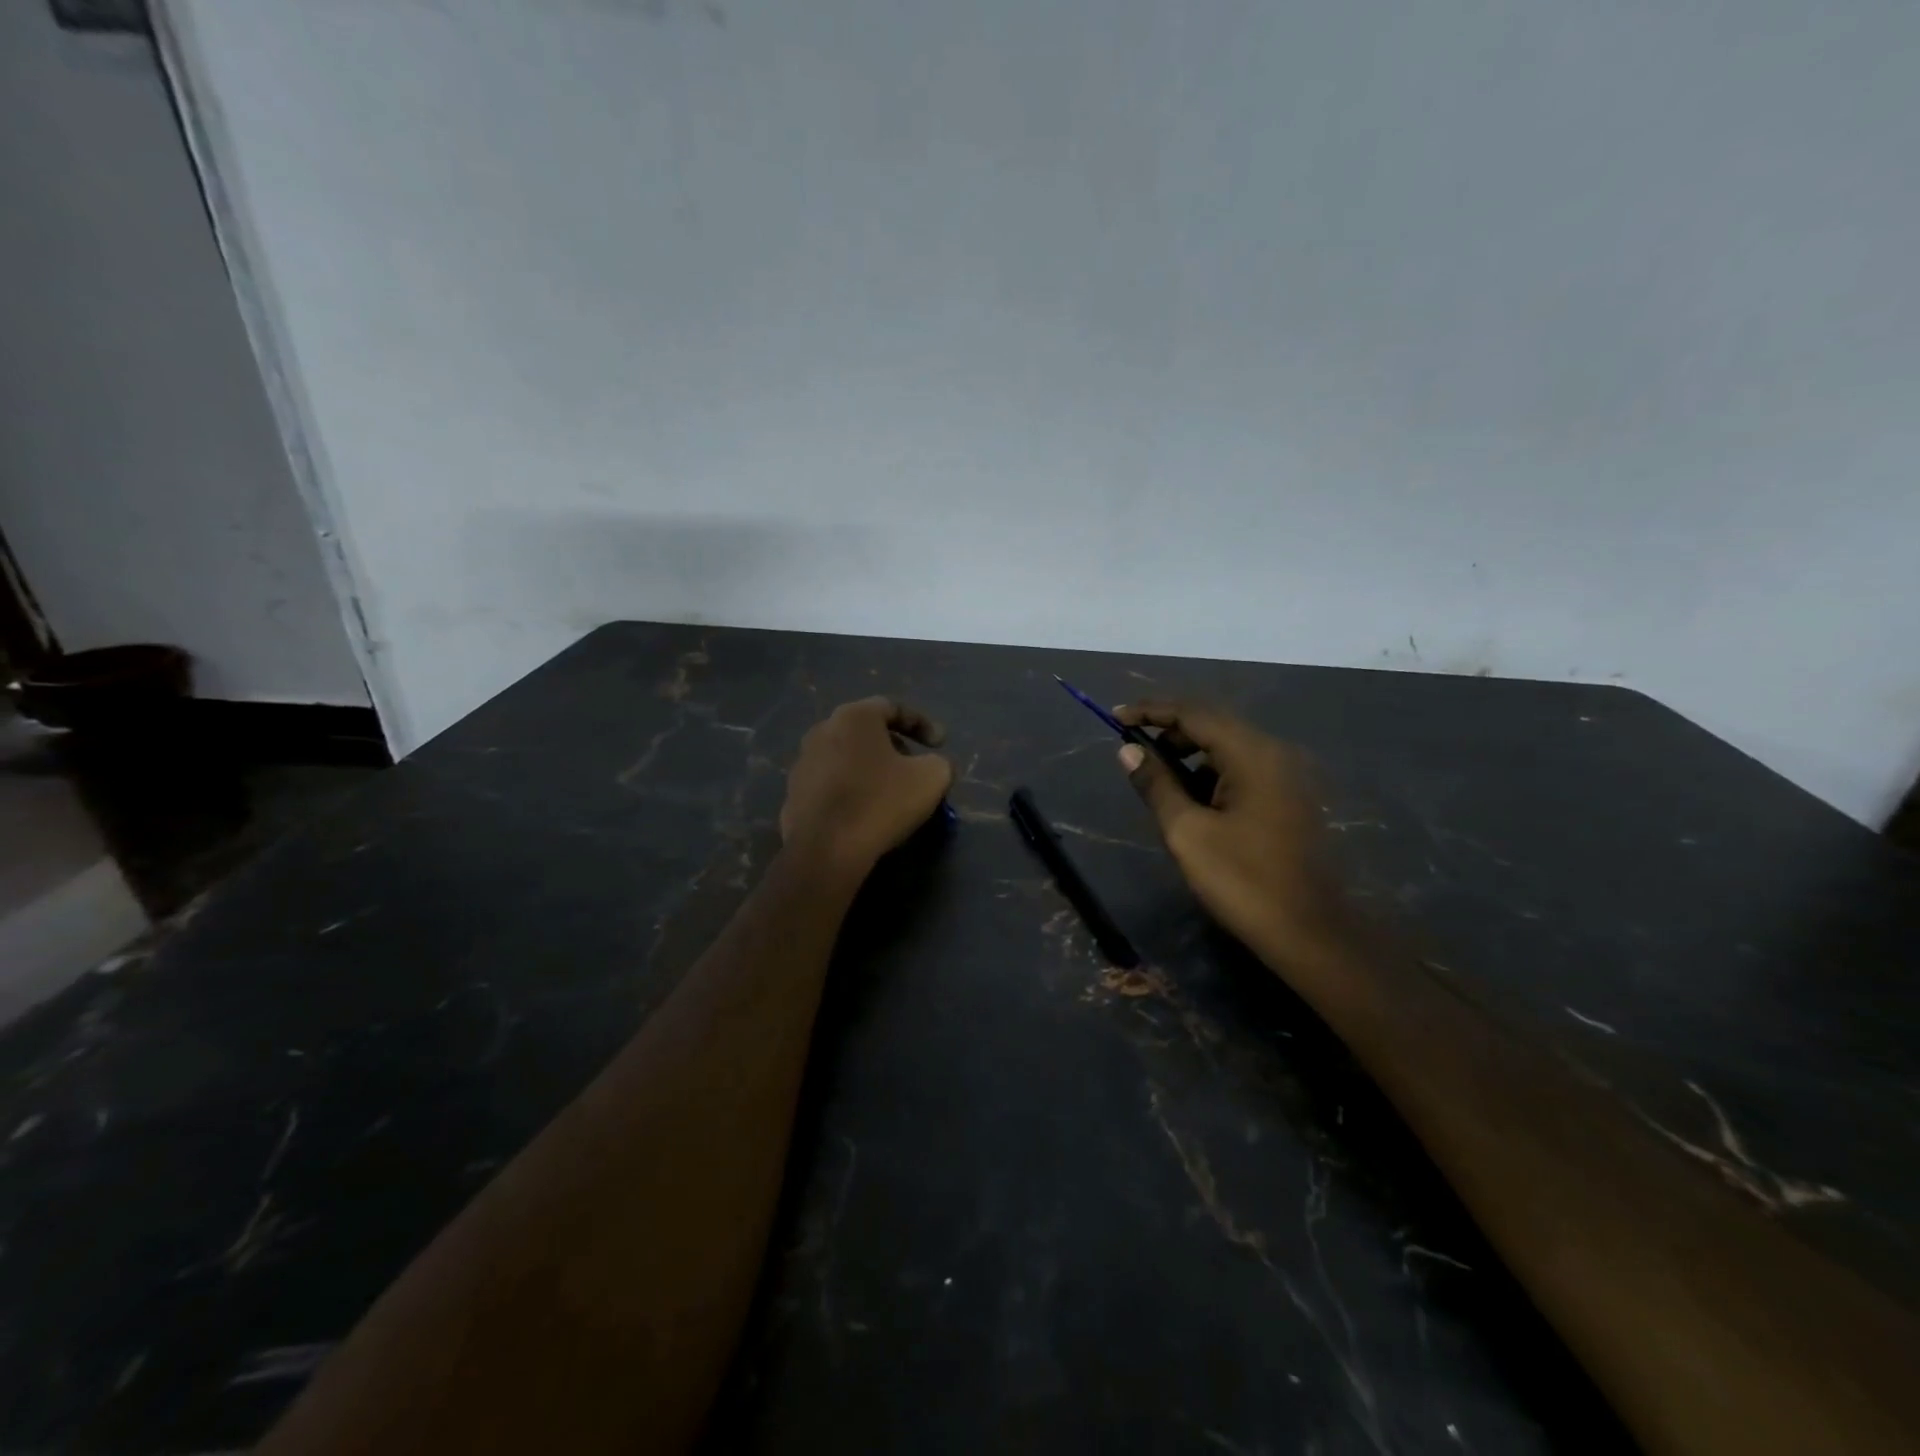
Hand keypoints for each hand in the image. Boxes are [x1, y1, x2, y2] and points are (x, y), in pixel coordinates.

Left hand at [780, 697, 953, 877]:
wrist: (826, 850)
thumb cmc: (881, 802)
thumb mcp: (932, 778)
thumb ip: (940, 762)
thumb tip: (934, 765)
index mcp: (854, 717)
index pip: (893, 707)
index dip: (922, 724)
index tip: (941, 745)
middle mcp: (822, 730)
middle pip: (867, 732)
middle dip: (895, 747)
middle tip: (916, 768)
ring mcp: (803, 763)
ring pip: (847, 758)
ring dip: (872, 769)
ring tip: (892, 793)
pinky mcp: (794, 794)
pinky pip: (832, 784)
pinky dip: (852, 790)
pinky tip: (866, 813)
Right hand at [1115, 701, 1346, 965]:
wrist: (1312, 933)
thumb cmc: (1244, 881)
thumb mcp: (1188, 832)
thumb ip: (1156, 784)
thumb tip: (1127, 750)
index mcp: (1253, 754)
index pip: (1194, 713)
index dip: (1151, 710)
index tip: (1114, 716)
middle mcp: (1275, 753)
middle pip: (1213, 724)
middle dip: (1169, 732)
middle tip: (1132, 750)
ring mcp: (1287, 776)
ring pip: (1228, 748)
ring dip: (1189, 754)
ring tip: (1156, 779)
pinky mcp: (1289, 798)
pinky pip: (1243, 769)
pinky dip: (1211, 774)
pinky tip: (1191, 800)